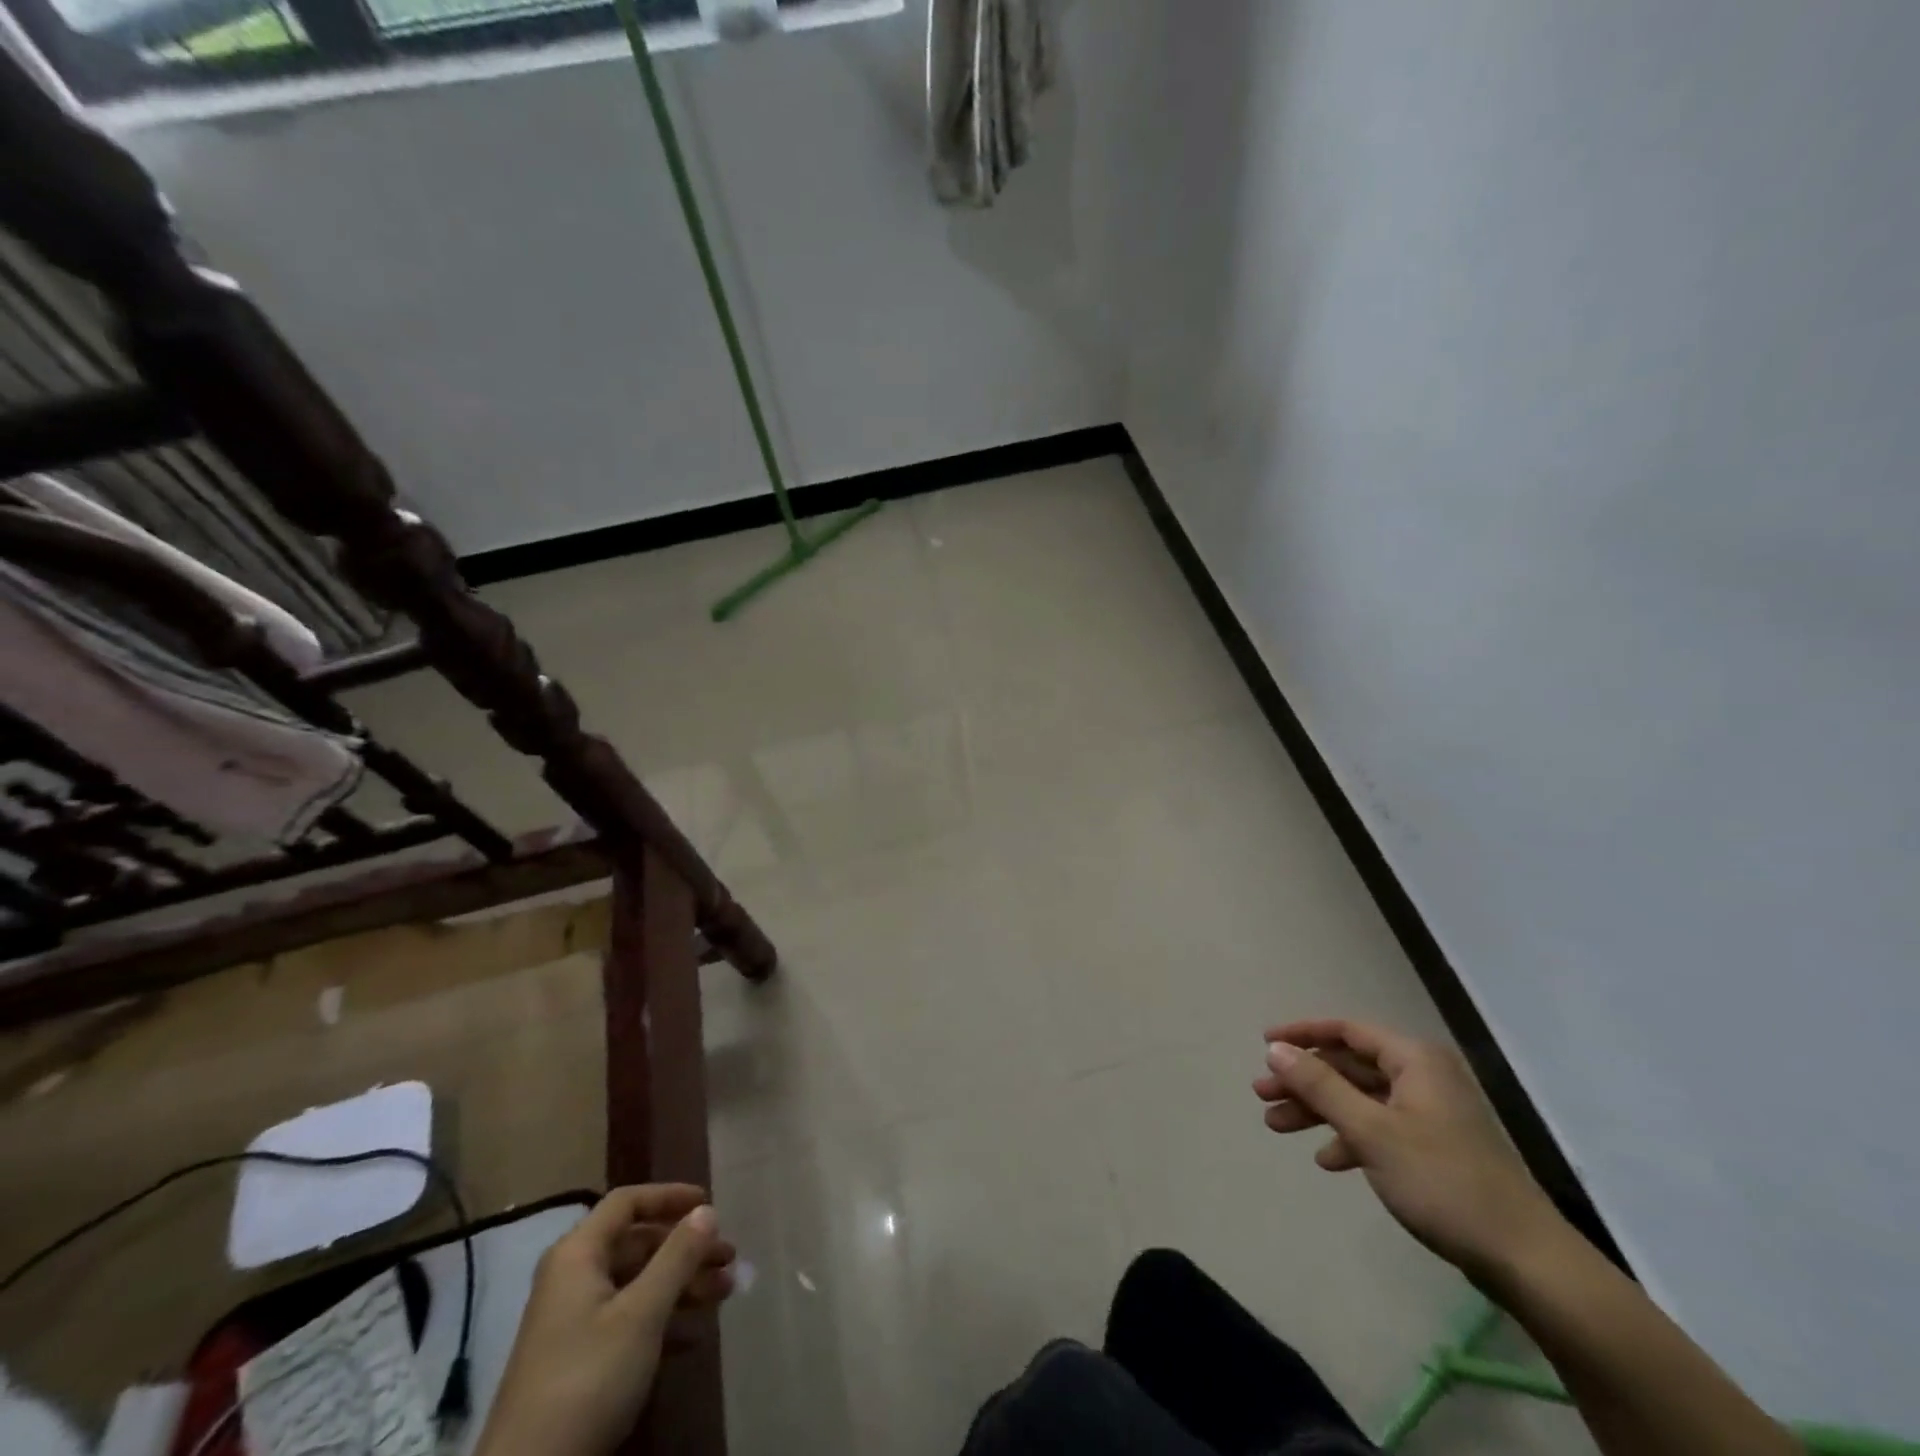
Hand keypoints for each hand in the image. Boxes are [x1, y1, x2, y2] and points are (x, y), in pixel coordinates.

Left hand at [476, 1185, 736, 1455]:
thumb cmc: (587, 1378)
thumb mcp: (641, 1314)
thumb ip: (677, 1257)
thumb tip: (706, 1210)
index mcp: (578, 1255)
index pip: (627, 1203)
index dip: (669, 1196)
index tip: (710, 1203)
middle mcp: (572, 1278)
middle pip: (637, 1243)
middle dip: (686, 1247)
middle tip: (728, 1257)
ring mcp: (573, 1321)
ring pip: (637, 1282)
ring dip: (681, 1283)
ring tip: (725, 1292)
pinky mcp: (578, 1360)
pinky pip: (628, 1318)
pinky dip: (663, 1318)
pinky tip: (695, 1335)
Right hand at [1252, 1018, 1563, 1281]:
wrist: (1526, 1261)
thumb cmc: (1443, 1182)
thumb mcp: (1370, 1130)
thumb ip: (1320, 1085)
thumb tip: (1276, 1049)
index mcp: (1413, 1060)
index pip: (1346, 1030)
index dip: (1302, 1034)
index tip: (1264, 1044)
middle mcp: (1422, 1077)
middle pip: (1349, 1066)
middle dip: (1304, 1080)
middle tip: (1263, 1095)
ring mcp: (1430, 1114)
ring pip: (1360, 1099)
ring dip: (1319, 1110)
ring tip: (1277, 1126)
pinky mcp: (1435, 1149)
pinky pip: (1379, 1128)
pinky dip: (1349, 1138)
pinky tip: (1328, 1160)